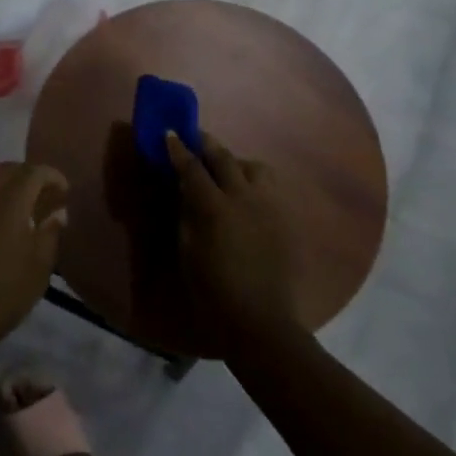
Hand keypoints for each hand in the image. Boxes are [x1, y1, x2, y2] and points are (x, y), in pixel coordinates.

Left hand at [0, 162, 68, 360]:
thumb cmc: (0, 294)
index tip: (66, 191)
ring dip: (10, 188)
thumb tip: (57, 213)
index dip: (53, 176)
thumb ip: (50, 234)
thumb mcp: (38, 269)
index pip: (34, 171)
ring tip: (27, 213)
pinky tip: (2, 227)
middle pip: (10, 170)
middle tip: (47, 199)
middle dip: (31, 178)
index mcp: (9, 200)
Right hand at [165, 131, 298, 353]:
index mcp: (214, 207)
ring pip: (254, 167)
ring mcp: (269, 206)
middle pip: (224, 158)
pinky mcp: (286, 218)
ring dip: (236, 162)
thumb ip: (186, 213)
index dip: (178, 150)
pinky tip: (248, 193)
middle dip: (207, 144)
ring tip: (227, 169)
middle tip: (195, 137)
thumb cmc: (212, 291)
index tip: (169, 133)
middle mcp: (244, 197)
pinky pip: (271, 187)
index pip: (192, 168)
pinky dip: (256, 181)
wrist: (259, 322)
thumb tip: (185, 190)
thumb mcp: (187, 250)